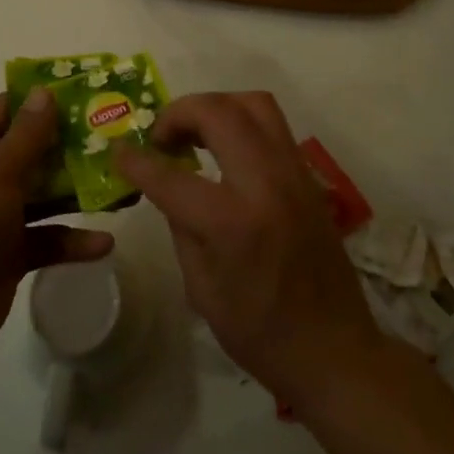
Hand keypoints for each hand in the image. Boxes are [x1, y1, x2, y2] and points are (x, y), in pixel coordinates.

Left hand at [0, 88, 112, 368]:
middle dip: (73, 145)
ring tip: (125, 185)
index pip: (9, 108)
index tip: (90, 92)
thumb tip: (45, 92)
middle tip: (119, 136)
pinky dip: (74, 239)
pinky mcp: (12, 252)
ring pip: (46, 193)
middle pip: (33, 149)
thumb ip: (26, 135)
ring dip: (80, 190)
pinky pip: (48, 237)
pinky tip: (106, 242)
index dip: (45, 99)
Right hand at [115, 92, 382, 409]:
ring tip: (194, 133)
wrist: (335, 350)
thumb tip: (168, 184)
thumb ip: (181, 225)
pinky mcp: (308, 175)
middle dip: (179, 114)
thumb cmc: (260, 331)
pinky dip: (240, 121)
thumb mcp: (201, 288)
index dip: (136, 161)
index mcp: (232, 222)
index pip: (171, 175)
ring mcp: (293, 173)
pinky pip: (272, 125)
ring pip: (253, 103)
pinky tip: (224, 149)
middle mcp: (266, 183)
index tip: (118, 151)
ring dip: (215, 107)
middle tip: (161, 138)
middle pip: (218, 112)